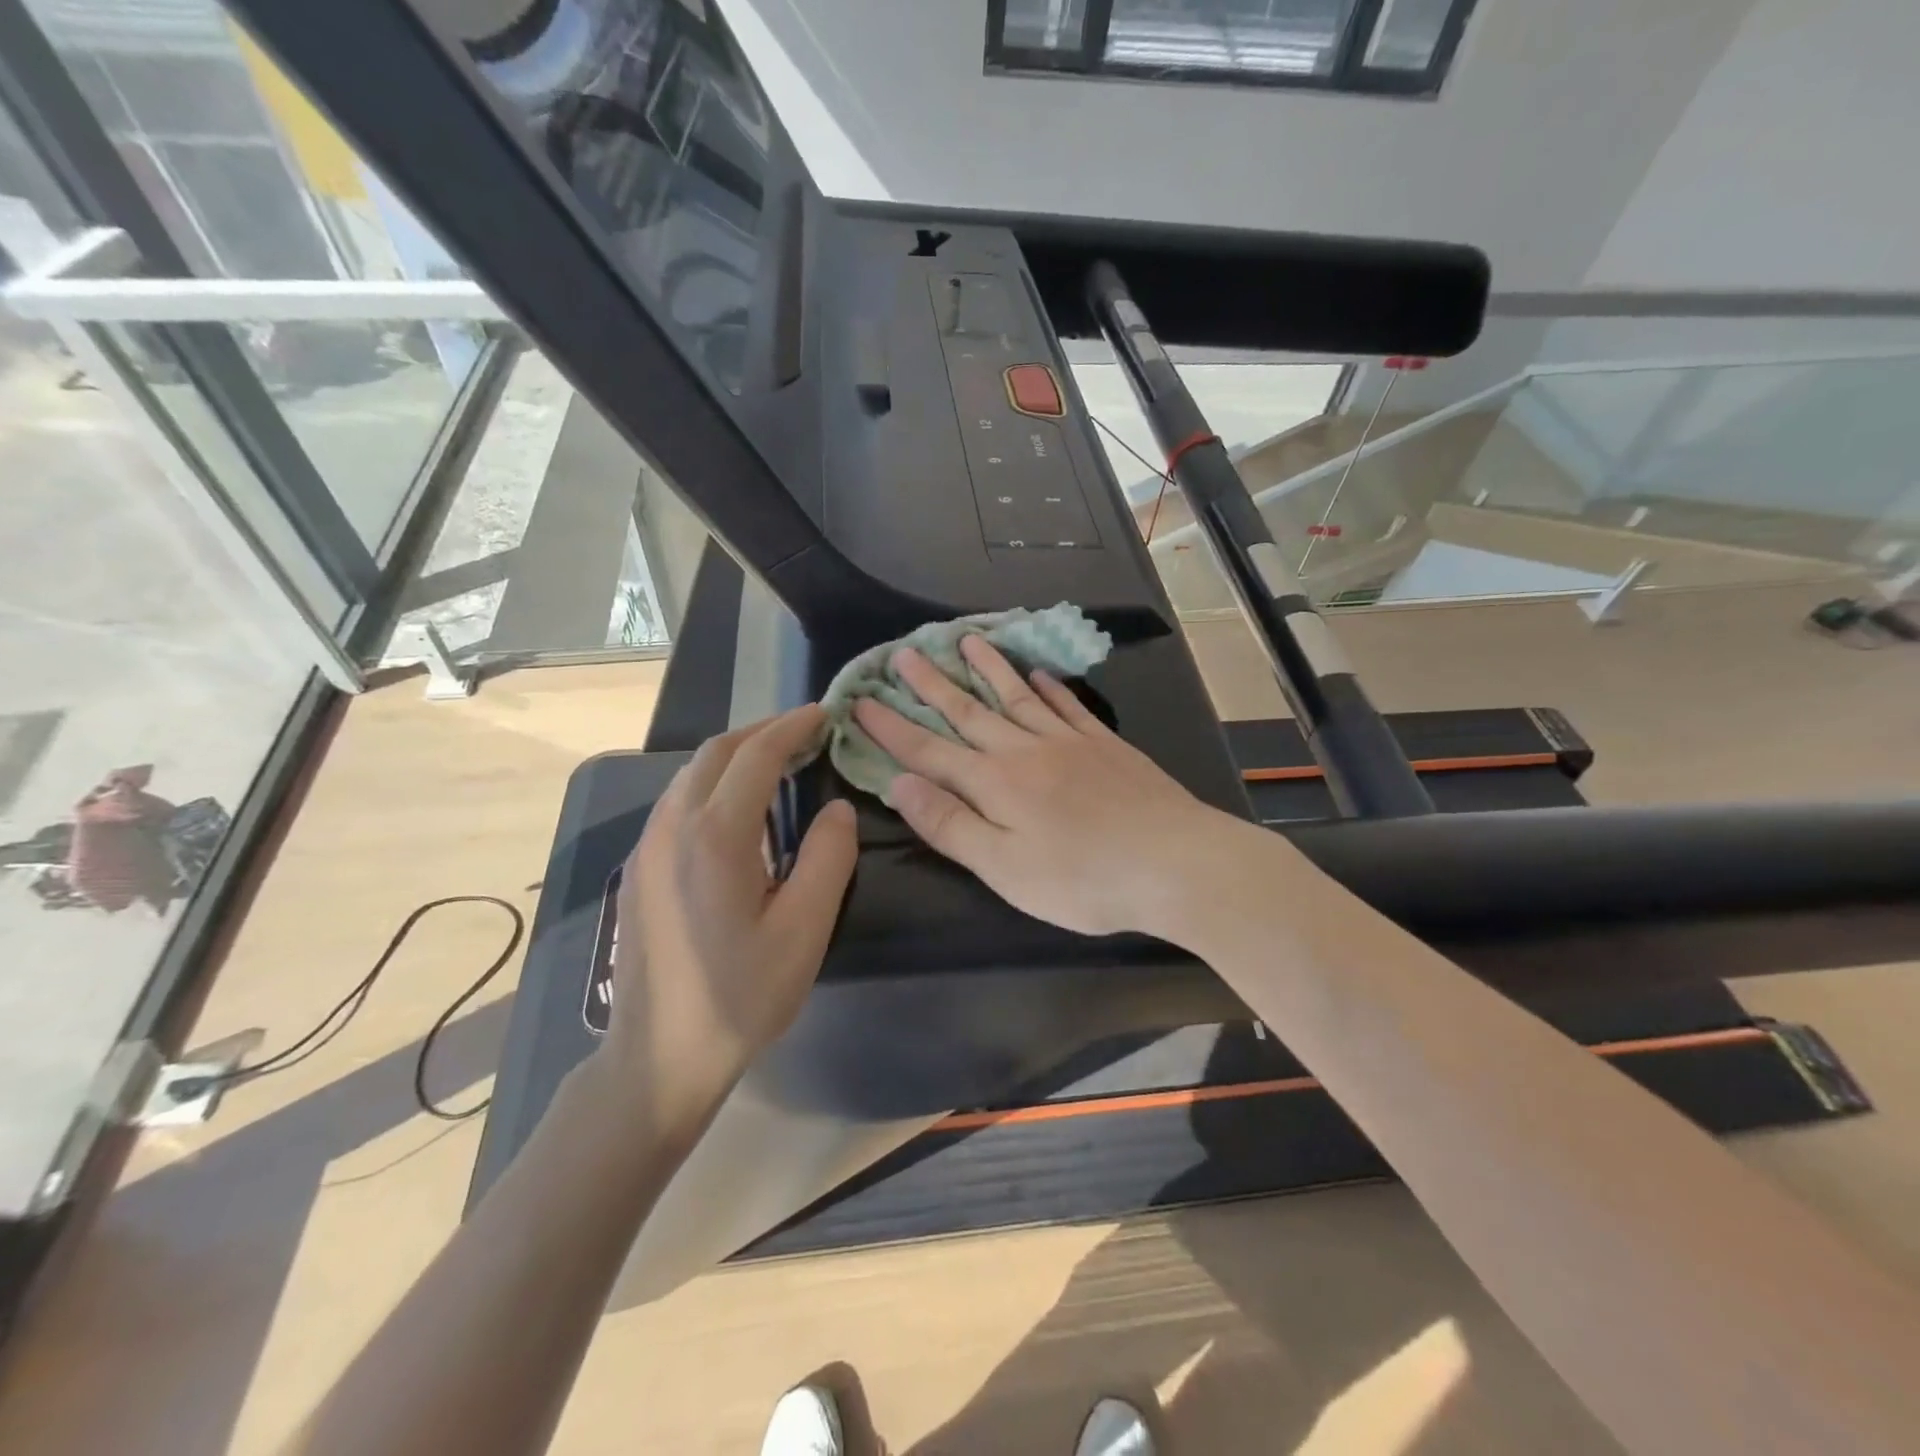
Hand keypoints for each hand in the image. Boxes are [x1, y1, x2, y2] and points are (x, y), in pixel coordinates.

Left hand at [604, 706, 857, 1141]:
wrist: (658, 1058)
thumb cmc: (740, 996)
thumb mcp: (804, 931)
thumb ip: (828, 859)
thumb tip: (837, 809)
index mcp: (715, 835)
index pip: (755, 756)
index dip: (792, 728)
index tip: (825, 714)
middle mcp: (672, 827)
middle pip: (715, 753)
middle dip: (762, 732)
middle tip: (807, 733)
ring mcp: (647, 847)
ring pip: (691, 775)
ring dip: (736, 756)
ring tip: (779, 762)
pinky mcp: (639, 869)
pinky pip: (678, 803)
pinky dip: (714, 784)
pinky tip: (740, 810)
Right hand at [852, 637, 1233, 937]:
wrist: (1174, 863)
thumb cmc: (1082, 879)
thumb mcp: (1004, 868)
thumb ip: (950, 824)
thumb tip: (900, 784)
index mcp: (994, 784)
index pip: (929, 750)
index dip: (891, 728)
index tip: (861, 701)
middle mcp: (1024, 751)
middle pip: (969, 711)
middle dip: (932, 684)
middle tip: (904, 652)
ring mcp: (1068, 742)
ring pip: (1017, 697)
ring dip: (987, 669)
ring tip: (966, 640)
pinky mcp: (1104, 745)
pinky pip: (1066, 706)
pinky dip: (1047, 687)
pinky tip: (1036, 673)